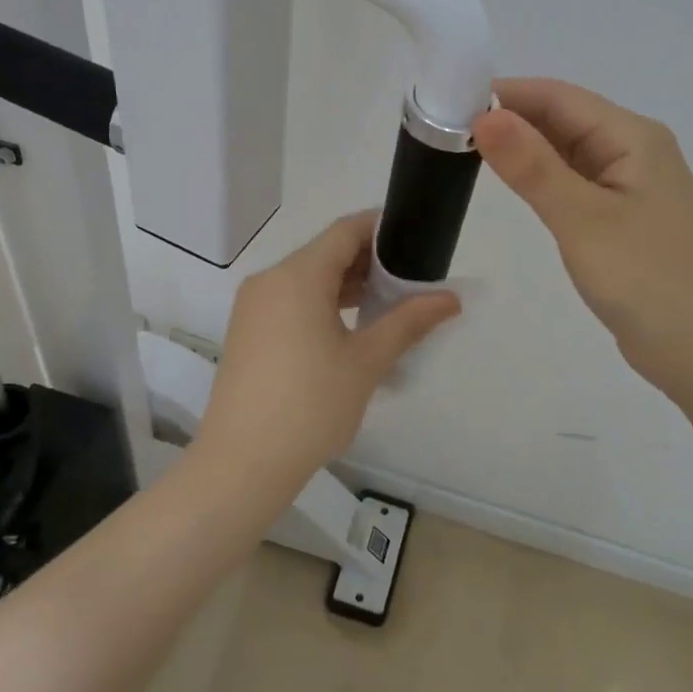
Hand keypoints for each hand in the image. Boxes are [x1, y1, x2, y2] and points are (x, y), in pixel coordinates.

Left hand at [197, 212, 459, 478]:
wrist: (241, 463)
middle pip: (325, 253)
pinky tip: (350, 328)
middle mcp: (270, 280)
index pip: (345, 231)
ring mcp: (253, 306)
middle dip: (369, 261)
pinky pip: (290, 300)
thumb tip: (451, 299)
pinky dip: (321, 303)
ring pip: (307, 278)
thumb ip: (408, 322)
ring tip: (388, 303)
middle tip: (411, 279)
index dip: (381, 228)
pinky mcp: (247, 331)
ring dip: (346, 284)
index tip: (415, 238)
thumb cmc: (310, 406)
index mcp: (298, 276)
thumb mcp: (366, 362)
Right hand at [474, 78, 692, 397]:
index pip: (558, 96)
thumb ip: (532, 167)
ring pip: (569, 152)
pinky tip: (516, 187)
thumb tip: (485, 116)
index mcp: (633, 137)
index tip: (449, 105)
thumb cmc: (649, 280)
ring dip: (525, 150)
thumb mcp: (583, 219)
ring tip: (467, 153)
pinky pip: (577, 184)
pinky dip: (544, 180)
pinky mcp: (626, 220)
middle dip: (510, 120)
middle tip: (448, 132)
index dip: (505, 94)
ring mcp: (633, 187)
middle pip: (564, 119)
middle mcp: (636, 151)